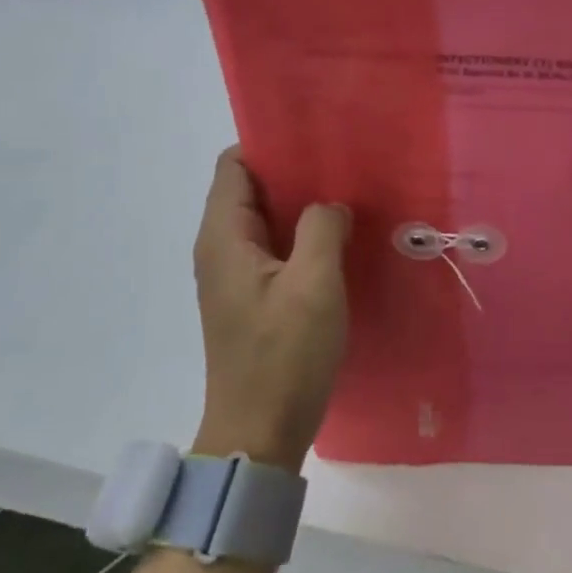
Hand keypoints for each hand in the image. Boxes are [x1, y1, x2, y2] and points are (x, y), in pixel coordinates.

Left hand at [190, 148, 350, 471]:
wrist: (259, 434)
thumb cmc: (284, 356)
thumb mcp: (314, 285)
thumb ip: (322, 229)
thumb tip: (329, 205)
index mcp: (224, 237)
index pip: (234, 165)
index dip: (270, 145)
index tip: (317, 139)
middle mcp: (221, 250)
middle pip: (250, 190)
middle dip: (294, 173)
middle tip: (346, 165)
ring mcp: (236, 277)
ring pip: (267, 221)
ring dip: (302, 207)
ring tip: (350, 196)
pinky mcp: (253, 299)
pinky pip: (275, 250)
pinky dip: (303, 237)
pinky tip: (340, 240)